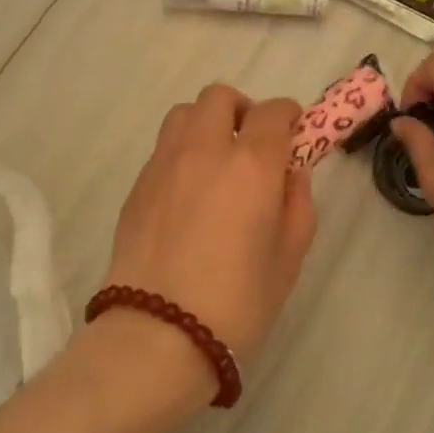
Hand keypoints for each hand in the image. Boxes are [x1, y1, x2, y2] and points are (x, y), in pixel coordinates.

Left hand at [98, 85, 317, 395]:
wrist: (158, 334)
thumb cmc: (237, 303)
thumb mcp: (288, 259)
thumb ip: (297, 205)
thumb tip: (290, 172)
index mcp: (250, 165)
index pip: (272, 112)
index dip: (288, 116)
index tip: (294, 134)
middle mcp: (204, 150)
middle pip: (220, 98)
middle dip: (243, 110)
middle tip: (253, 144)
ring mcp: (163, 164)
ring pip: (184, 113)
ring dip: (206, 123)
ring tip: (216, 161)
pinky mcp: (137, 185)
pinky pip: (163, 148)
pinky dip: (182, 152)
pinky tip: (189, 192)